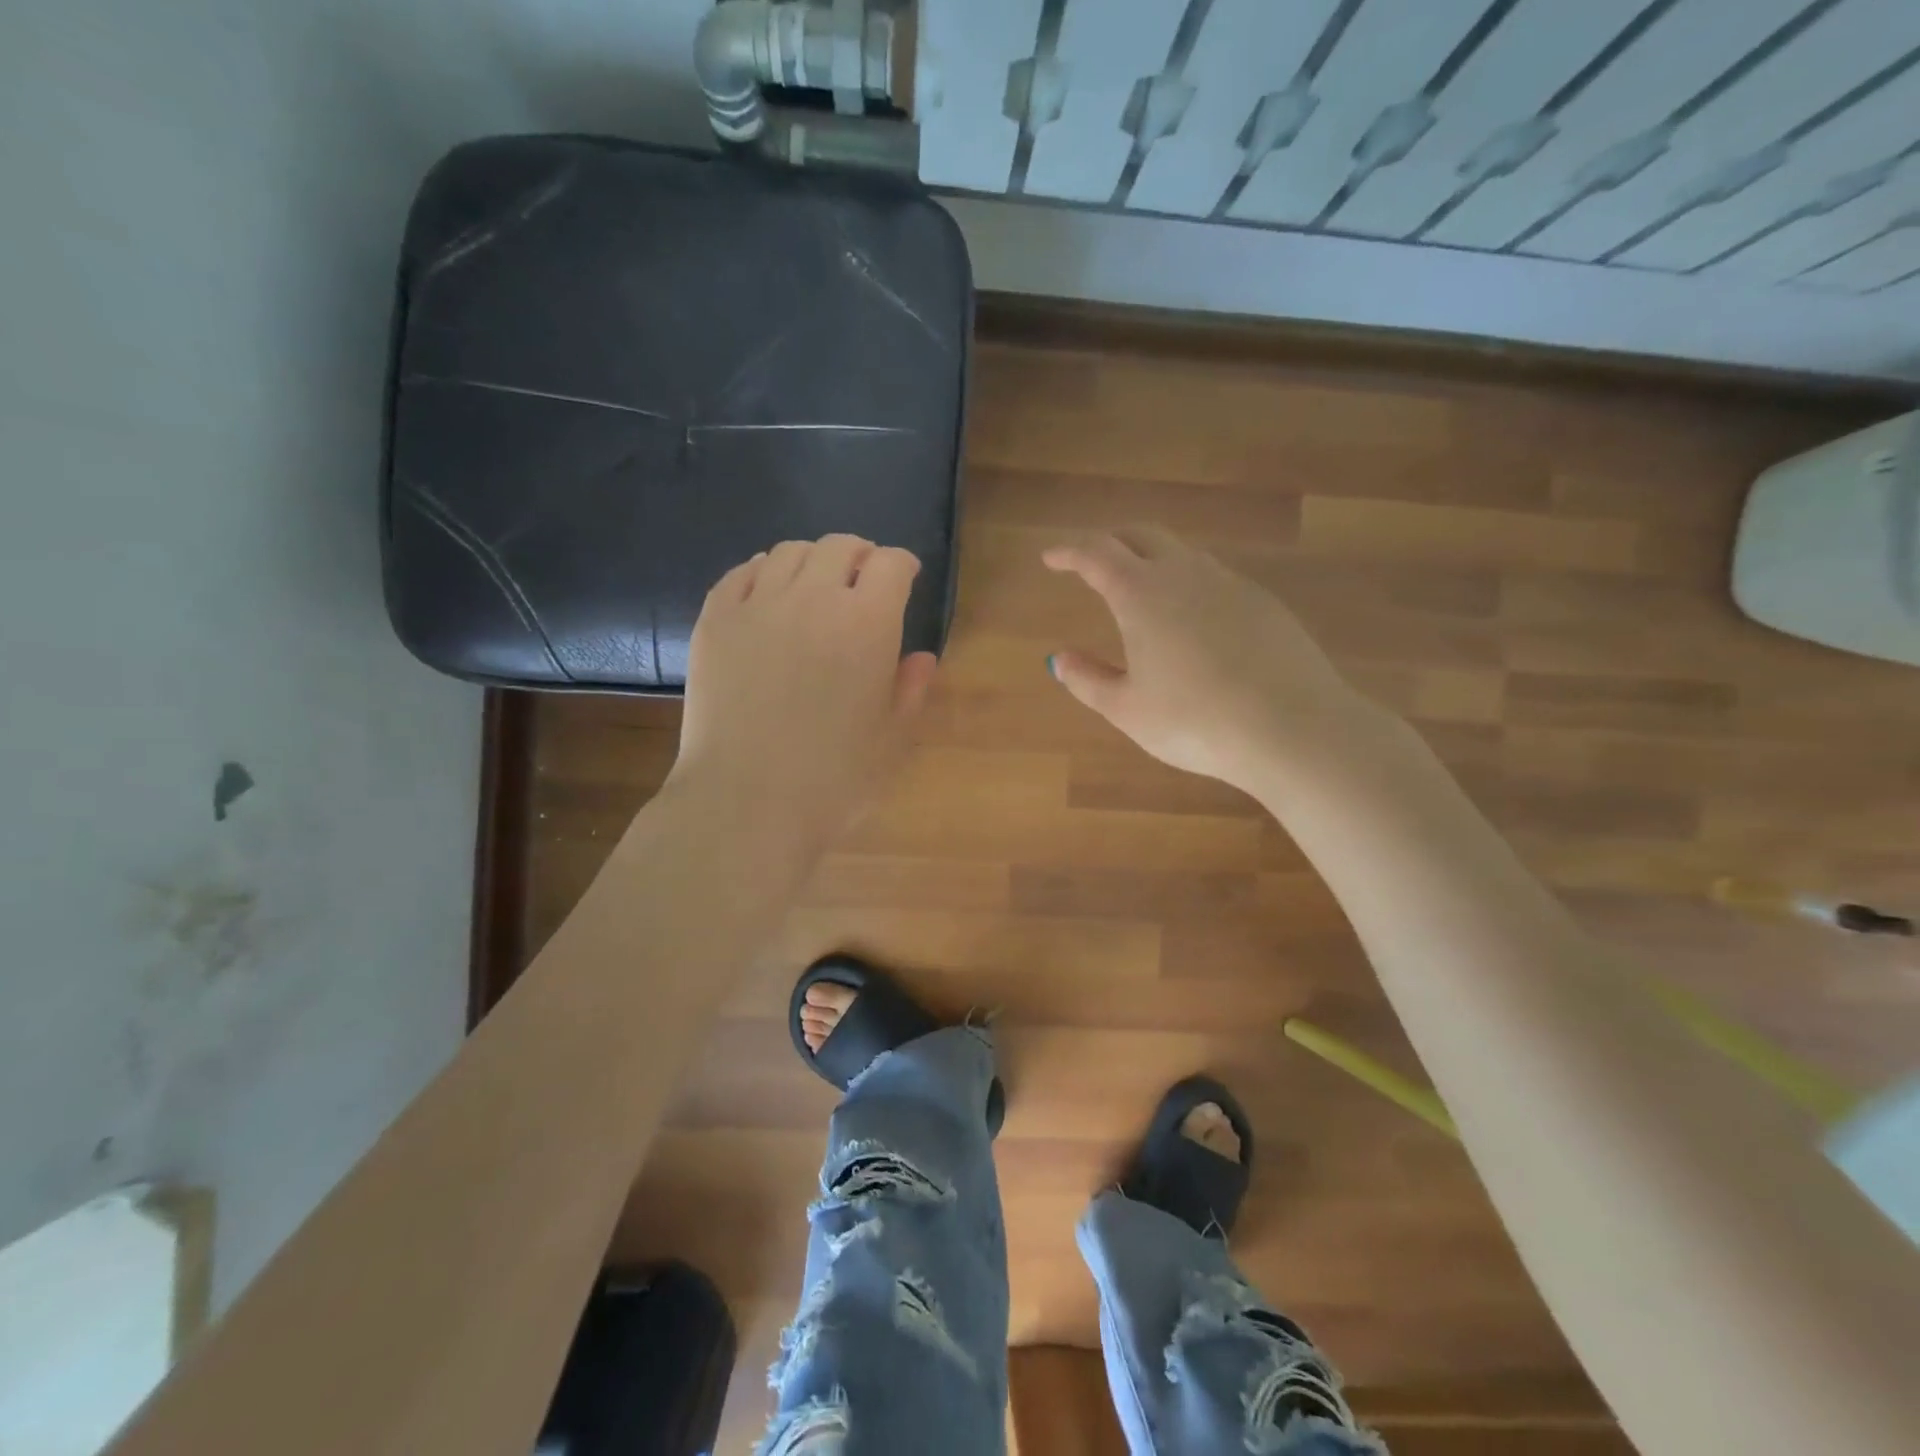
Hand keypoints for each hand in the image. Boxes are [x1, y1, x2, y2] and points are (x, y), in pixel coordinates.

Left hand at [669, 535, 936, 851]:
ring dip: (812, 559)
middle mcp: (813, 598)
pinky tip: (768, 591)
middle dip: (859, 555)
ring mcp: (757, 605)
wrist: (746, 804)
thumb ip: (910, 689)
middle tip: (863, 577)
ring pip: (789, 551)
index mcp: (867, 623)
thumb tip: (921, 658)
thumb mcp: (891, 740)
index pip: (890, 565)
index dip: (901, 565)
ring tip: (816, 583)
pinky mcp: (714, 621)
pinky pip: (742, 573)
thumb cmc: (833, 780)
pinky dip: (763, 571)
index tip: (905, 577)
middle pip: (840, 546)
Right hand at [1043, 526, 1370, 791]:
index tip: (1050, 558)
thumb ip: (1087, 680)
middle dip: (1111, 541)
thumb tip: (1059, 660)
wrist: (1292, 728)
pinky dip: (1189, 582)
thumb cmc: (1194, 722)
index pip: (1096, 554)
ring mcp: (1230, 584)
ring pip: (1183, 553)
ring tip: (1140, 587)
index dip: (1068, 552)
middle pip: (1142, 535)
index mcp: (1141, 593)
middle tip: (1091, 561)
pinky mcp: (1264, 603)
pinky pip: (1215, 578)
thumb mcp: (1127, 709)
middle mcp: (1185, 574)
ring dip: (1153, 558)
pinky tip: (1192, 618)